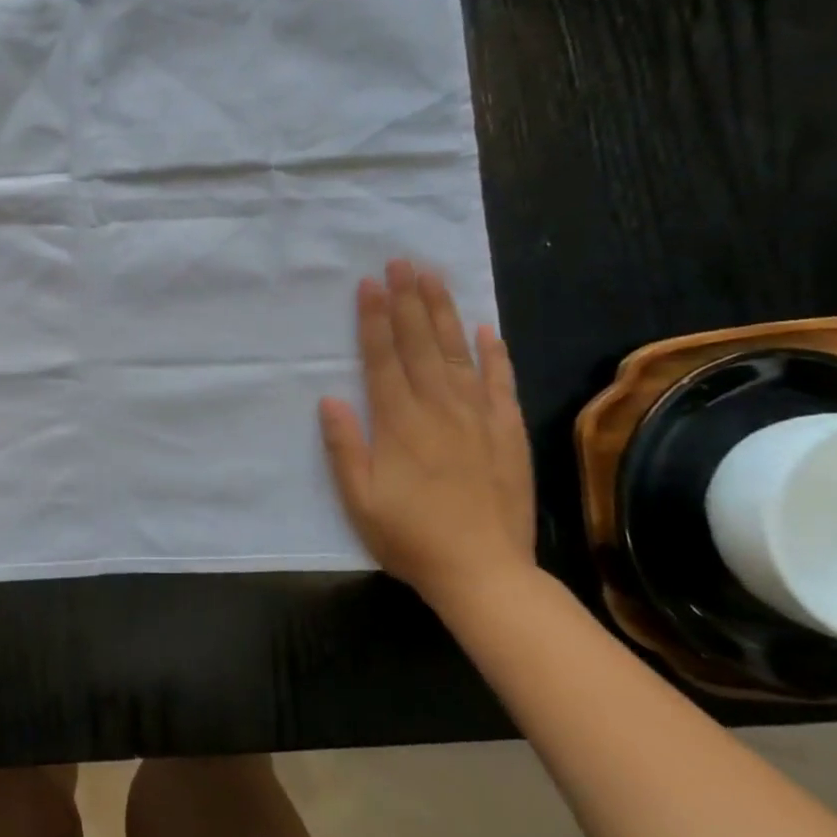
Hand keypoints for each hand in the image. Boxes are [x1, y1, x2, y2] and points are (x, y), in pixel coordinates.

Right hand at [318, 259, 536, 612]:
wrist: (485, 574)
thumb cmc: (411, 537)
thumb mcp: (359, 499)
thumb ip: (344, 447)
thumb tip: (330, 398)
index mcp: (399, 423)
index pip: (383, 358)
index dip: (374, 319)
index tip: (369, 284)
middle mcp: (439, 409)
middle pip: (421, 344)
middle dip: (408, 300)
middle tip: (402, 262)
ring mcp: (478, 418)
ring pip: (459, 353)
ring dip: (444, 313)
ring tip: (433, 278)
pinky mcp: (506, 433)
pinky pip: (500, 383)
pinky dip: (494, 354)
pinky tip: (487, 329)